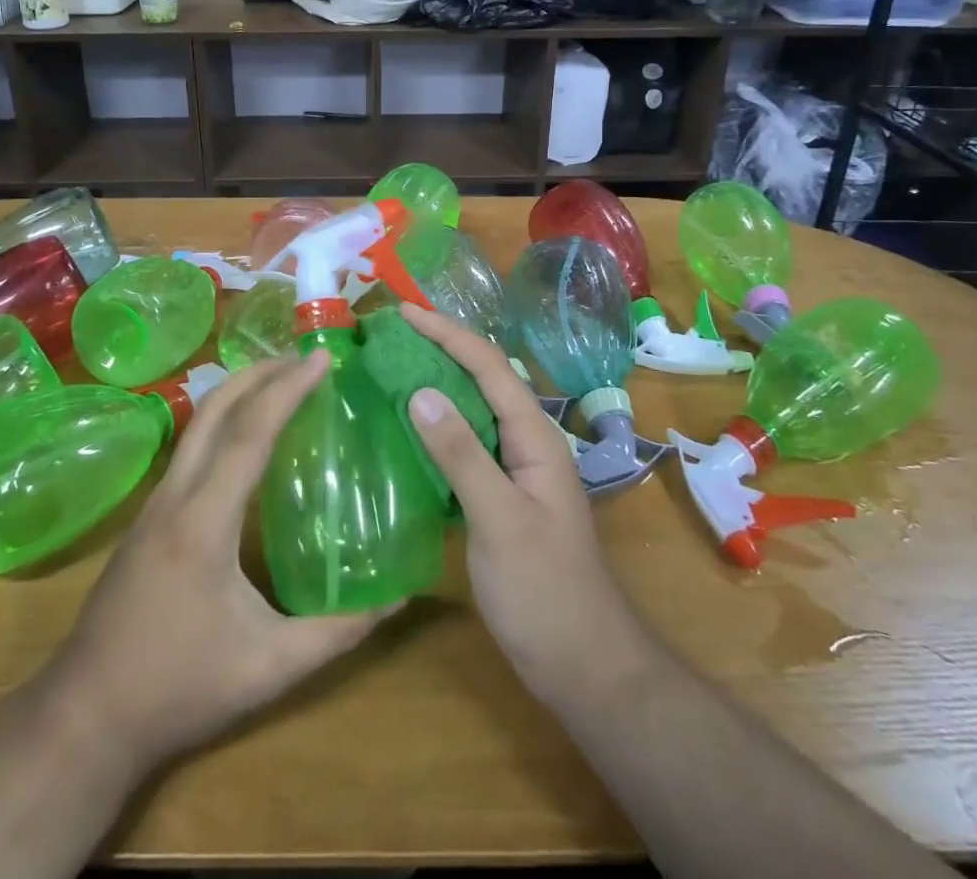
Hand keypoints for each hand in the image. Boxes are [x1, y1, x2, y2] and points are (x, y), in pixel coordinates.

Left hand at [30, 351, 399, 775]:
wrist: (84, 718)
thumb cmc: (179, 689)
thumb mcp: (269, 669)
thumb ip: (337, 632)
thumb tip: (396, 599)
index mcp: (204, 520)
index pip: (250, 433)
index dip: (288, 389)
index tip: (321, 358)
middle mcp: (175, 496)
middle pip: (215, 410)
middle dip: (259, 372)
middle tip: (304, 357)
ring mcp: (154, 504)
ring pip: (197, 425)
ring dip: (238, 393)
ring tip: (281, 382)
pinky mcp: (147, 517)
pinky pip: (189, 448)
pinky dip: (223, 422)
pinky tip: (245, 439)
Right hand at [399, 304, 656, 696]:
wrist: (585, 665)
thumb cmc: (545, 592)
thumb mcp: (499, 520)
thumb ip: (461, 455)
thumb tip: (419, 392)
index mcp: (535, 436)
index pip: (489, 366)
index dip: (447, 333)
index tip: (403, 312)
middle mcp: (528, 442)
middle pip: (482, 379)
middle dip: (441, 348)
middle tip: (391, 335)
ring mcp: (516, 470)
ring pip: (474, 410)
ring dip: (437, 384)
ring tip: (392, 368)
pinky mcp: (502, 496)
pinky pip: (466, 444)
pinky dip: (437, 427)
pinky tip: (407, 431)